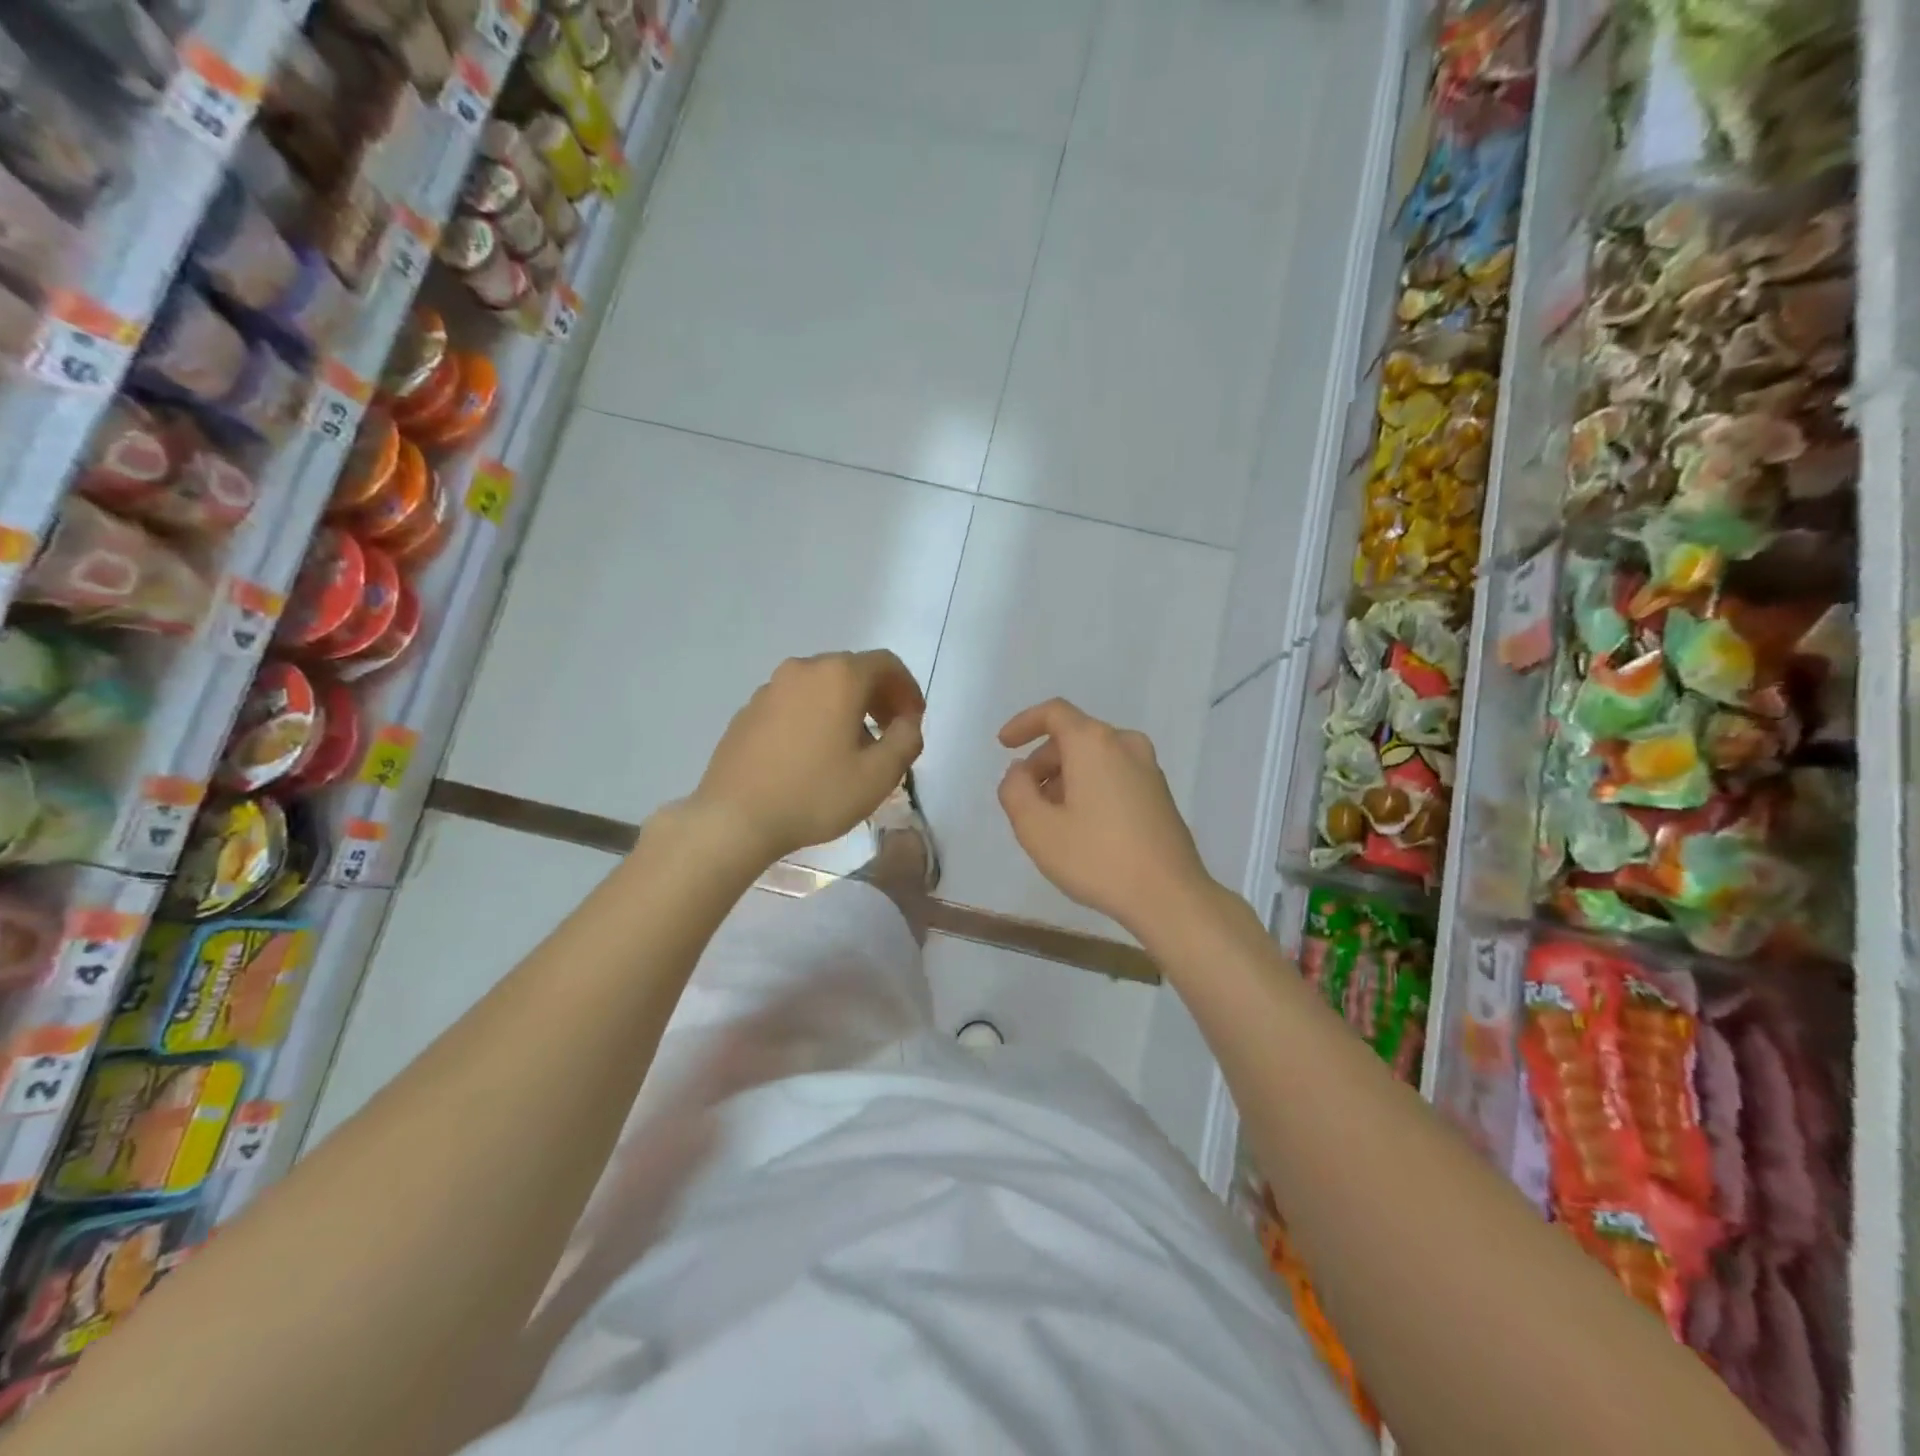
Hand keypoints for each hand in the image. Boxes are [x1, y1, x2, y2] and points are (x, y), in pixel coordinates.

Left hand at [693, 651, 924, 862]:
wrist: (734, 818)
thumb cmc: (815, 794)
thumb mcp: (878, 776)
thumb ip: (907, 741)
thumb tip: (907, 723)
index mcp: (839, 676)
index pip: (887, 664)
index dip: (908, 690)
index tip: (913, 721)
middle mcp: (803, 669)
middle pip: (853, 670)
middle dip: (879, 698)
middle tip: (889, 734)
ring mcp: (770, 688)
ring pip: (822, 686)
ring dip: (846, 707)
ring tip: (852, 748)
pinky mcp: (748, 710)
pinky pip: (794, 702)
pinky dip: (815, 716)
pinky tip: (813, 755)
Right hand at [997, 699, 1213, 941]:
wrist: (1169, 895)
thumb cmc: (1097, 858)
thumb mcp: (1037, 828)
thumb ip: (1015, 791)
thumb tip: (1020, 772)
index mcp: (1094, 743)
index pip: (1053, 713)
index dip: (1023, 723)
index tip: (1004, 745)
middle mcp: (1125, 744)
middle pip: (1073, 736)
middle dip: (1042, 761)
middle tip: (1025, 798)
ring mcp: (1148, 767)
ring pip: (1095, 757)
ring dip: (1066, 776)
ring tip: (1050, 818)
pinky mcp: (1160, 792)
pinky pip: (1114, 773)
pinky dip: (1090, 785)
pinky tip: (1082, 826)